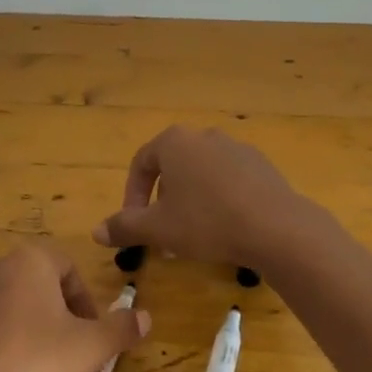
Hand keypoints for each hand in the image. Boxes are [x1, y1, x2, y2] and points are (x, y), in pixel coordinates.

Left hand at [0, 245, 149, 371]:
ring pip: (1, 304)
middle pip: (33, 283)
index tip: (89, 332)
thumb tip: (145, 317)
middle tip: (64, 349)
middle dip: (52, 311)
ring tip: (29, 365)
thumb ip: (121, 328)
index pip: (67, 267)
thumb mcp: (90, 349)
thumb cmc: (35, 364)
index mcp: (29, 261)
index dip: (84, 300)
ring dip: (19, 325)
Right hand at [92, 126, 307, 266]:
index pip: (141, 164)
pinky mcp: (261, 166)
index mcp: (175, 142)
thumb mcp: (158, 229)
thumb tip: (96, 231)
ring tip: (193, 235)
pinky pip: (228, 181)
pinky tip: (224, 228)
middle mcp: (204, 136)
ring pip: (201, 175)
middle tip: (163, 233)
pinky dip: (218, 200)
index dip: (131, 196)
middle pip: (172, 168)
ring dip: (190, 202)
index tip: (134, 225)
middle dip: (162, 202)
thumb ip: (124, 227)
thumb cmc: (206, 222)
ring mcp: (237, 148)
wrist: (275, 227)